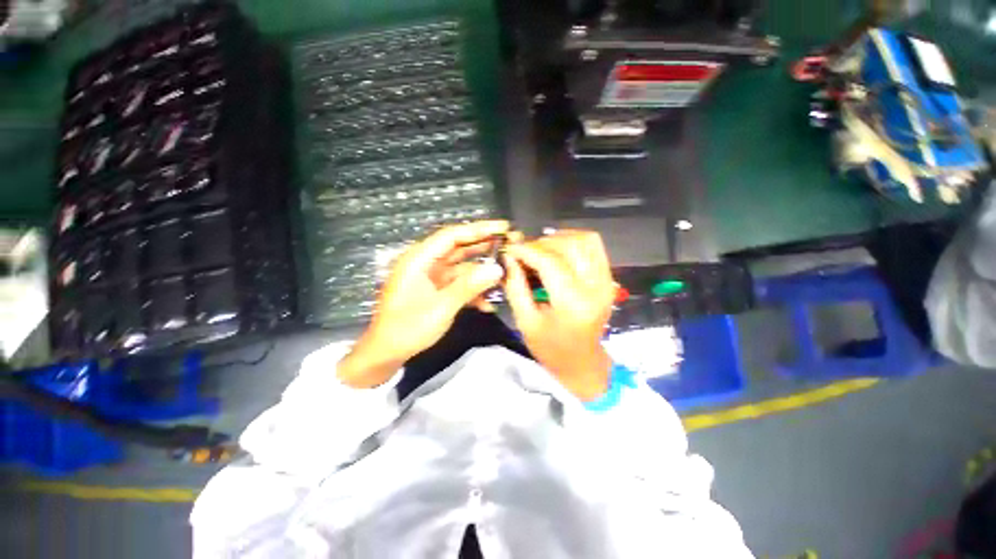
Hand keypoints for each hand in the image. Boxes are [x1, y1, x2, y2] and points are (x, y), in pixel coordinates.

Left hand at [338, 221, 509, 387]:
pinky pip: (458, 283)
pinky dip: (473, 290)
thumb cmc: (408, 328)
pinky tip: (488, 304)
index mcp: (420, 259)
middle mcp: (426, 263)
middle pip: (459, 247)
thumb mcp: (441, 307)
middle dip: (484, 246)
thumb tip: (497, 269)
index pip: (452, 235)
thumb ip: (469, 286)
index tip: (503, 227)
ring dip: (482, 272)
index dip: (478, 229)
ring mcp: (432, 277)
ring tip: (506, 273)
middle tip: (510, 244)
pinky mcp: (436, 290)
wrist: (387, 353)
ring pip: (462, 267)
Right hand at [503, 231, 614, 400]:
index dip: (527, 250)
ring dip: (558, 239)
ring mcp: (606, 281)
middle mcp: (595, 288)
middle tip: (523, 252)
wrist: (582, 361)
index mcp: (573, 304)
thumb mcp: (525, 321)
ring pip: (584, 240)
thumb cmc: (550, 348)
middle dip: (541, 243)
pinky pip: (594, 246)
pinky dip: (573, 240)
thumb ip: (515, 286)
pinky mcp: (608, 278)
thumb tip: (508, 256)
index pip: (550, 262)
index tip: (509, 247)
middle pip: (569, 246)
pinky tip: (558, 250)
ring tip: (540, 250)